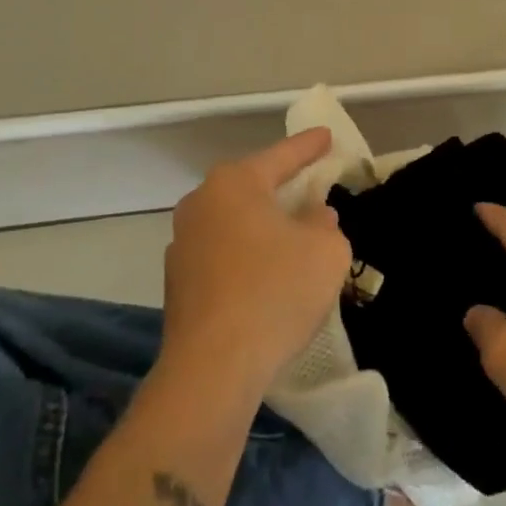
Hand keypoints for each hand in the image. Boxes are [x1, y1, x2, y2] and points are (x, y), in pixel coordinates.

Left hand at [161, 129, 350, 397]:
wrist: (213, 370)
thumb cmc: (275, 292)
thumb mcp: (325, 250)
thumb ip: (325, 222)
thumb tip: (313, 215)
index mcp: (234, 184)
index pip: (281, 156)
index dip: (309, 146)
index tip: (327, 136)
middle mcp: (201, 204)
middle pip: (252, 187)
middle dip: (282, 186)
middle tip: (311, 184)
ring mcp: (182, 245)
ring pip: (235, 222)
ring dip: (263, 225)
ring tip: (292, 235)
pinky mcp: (177, 284)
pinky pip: (223, 254)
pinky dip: (246, 256)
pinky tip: (267, 277)